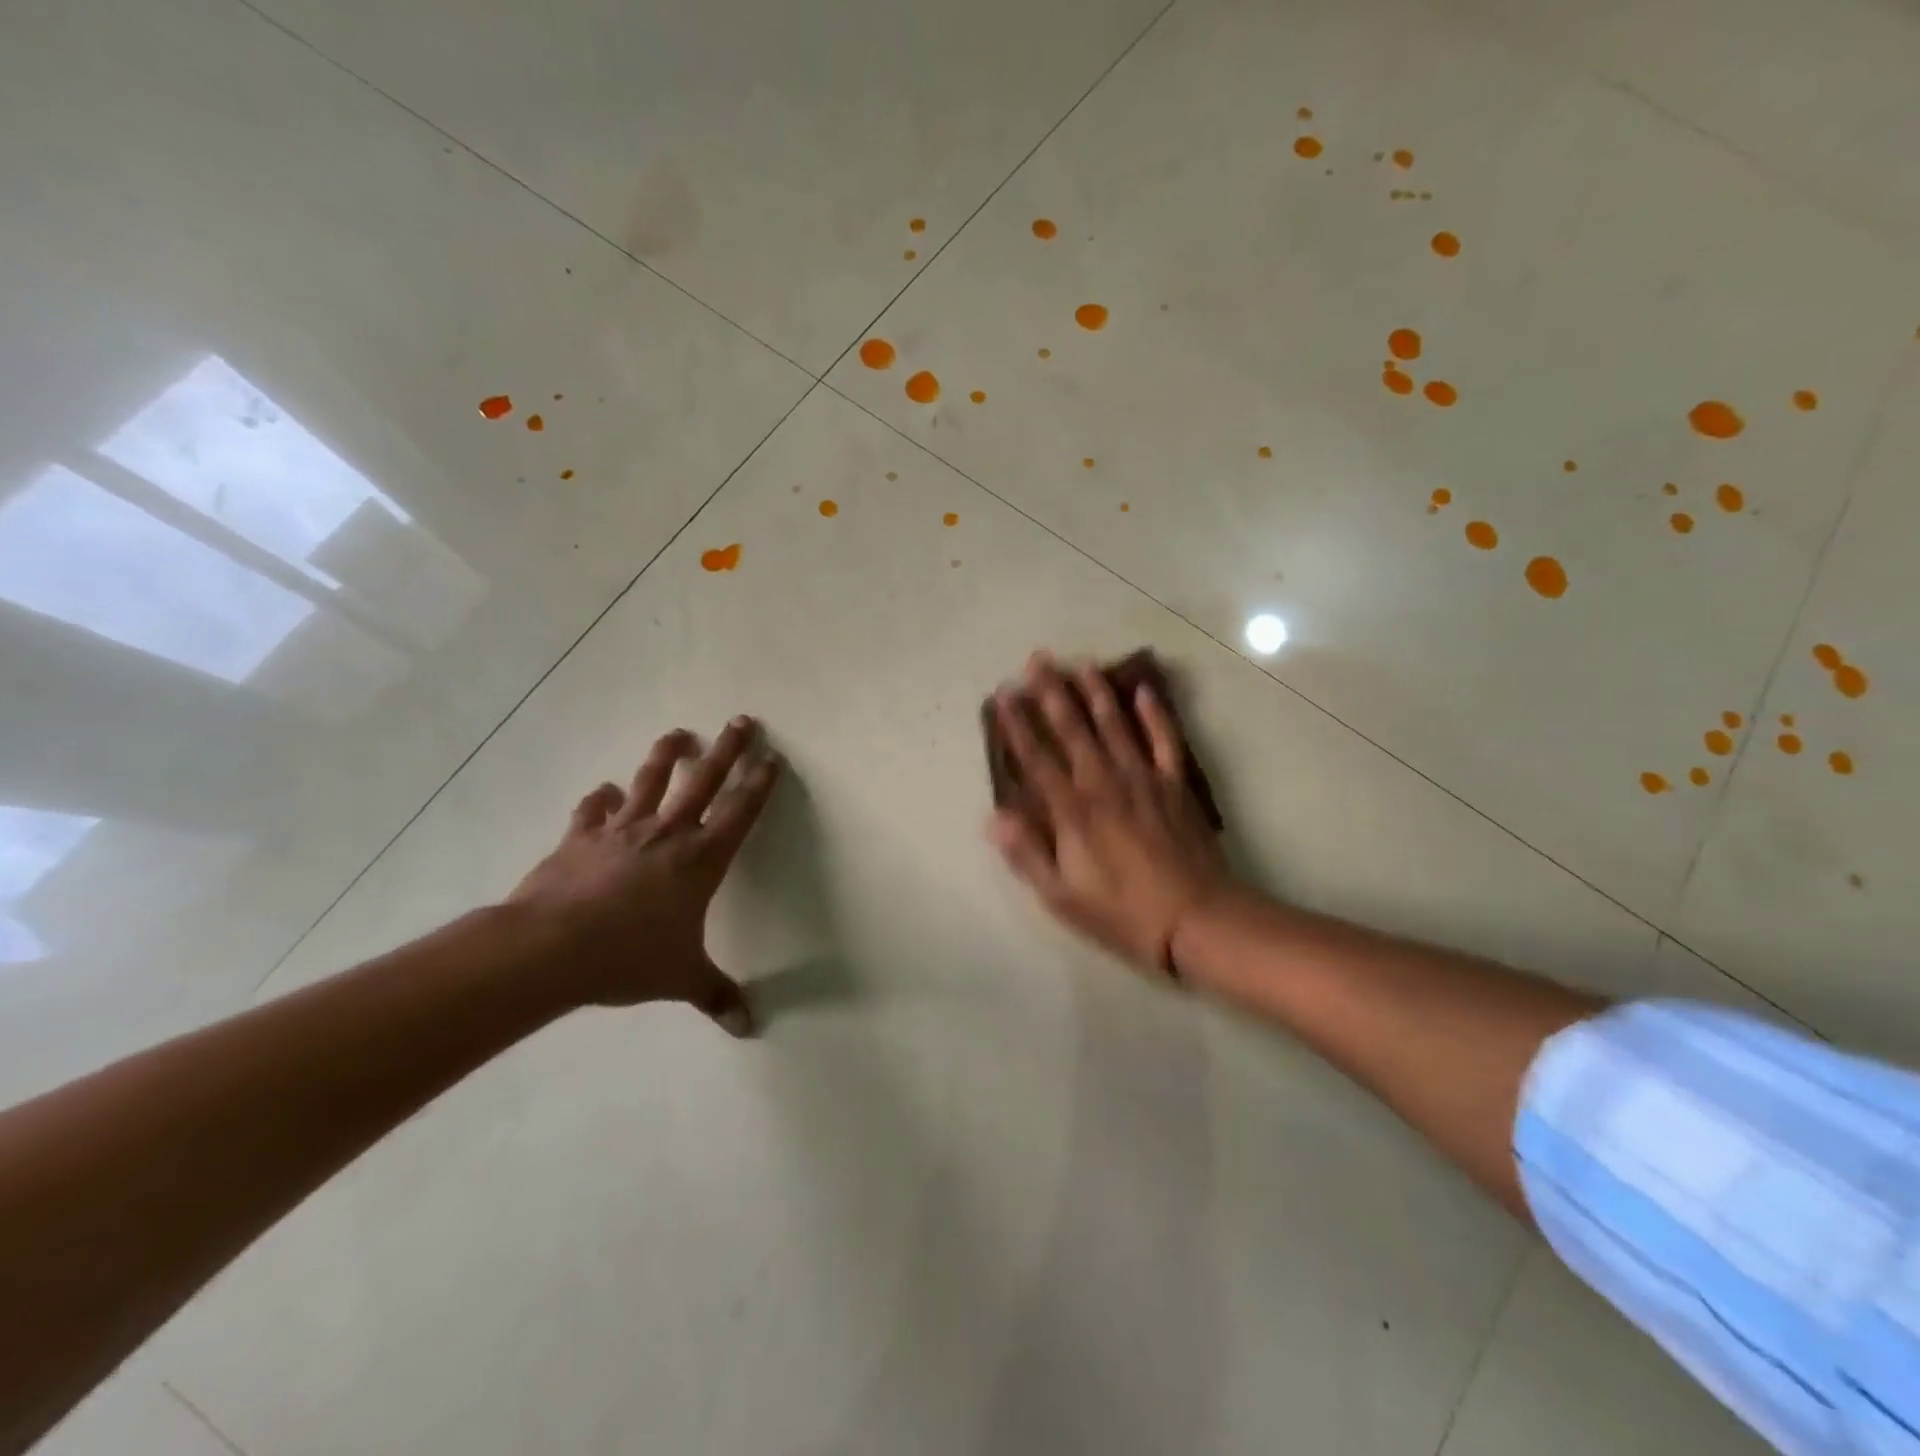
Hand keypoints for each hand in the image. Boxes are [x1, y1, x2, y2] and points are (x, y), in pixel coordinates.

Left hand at [509, 717, 781, 1031]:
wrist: (550, 948)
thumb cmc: (629, 958)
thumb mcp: (681, 978)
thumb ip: (716, 995)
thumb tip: (747, 1027)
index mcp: (701, 860)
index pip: (741, 812)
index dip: (760, 784)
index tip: (772, 758)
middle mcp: (668, 834)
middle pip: (705, 780)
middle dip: (728, 749)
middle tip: (742, 721)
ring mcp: (622, 830)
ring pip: (651, 780)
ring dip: (667, 755)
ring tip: (679, 734)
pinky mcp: (581, 837)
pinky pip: (595, 810)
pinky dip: (601, 799)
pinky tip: (604, 792)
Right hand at [988, 654, 1230, 977]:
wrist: (1196, 919)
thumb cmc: (1122, 912)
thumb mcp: (1062, 896)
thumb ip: (1027, 853)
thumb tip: (994, 817)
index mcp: (1073, 811)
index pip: (1037, 758)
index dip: (1017, 726)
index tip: (1003, 695)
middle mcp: (1104, 783)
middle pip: (1073, 729)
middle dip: (1052, 692)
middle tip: (1038, 660)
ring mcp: (1143, 778)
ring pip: (1115, 725)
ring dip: (1096, 692)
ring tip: (1081, 663)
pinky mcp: (1175, 784)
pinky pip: (1164, 740)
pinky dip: (1155, 714)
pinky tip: (1144, 690)